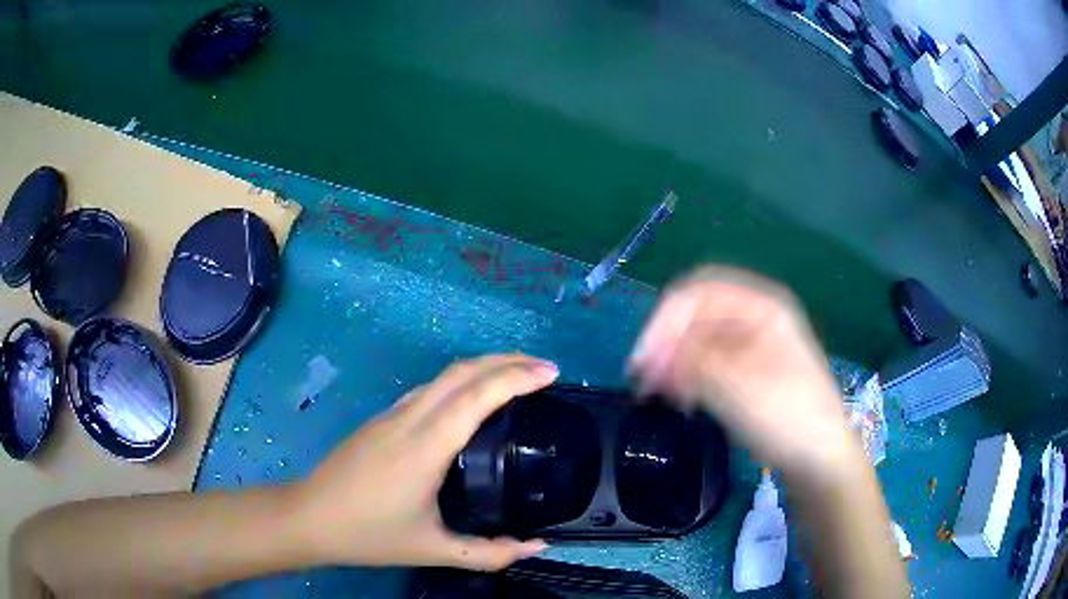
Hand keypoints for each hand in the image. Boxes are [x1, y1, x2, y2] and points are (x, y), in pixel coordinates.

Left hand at [291, 354, 557, 570]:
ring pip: (443, 375)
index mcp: (426, 446)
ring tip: (516, 376)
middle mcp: (410, 419)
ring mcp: (392, 414)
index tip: (551, 373)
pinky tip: (471, 400)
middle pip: (462, 371)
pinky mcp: (382, 419)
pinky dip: (461, 381)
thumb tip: (537, 547)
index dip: (517, 378)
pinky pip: (429, 388)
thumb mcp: (433, 550)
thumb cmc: (369, 533)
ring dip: (483, 367)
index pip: (477, 396)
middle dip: (507, 360)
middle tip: (544, 368)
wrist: (309, 517)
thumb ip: (489, 553)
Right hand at [628, 266, 860, 478]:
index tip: (642, 360)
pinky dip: (690, 377)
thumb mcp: (738, 385)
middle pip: (698, 315)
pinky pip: (711, 363)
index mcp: (761, 306)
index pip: (698, 293)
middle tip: (643, 379)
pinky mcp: (751, 374)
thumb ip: (692, 360)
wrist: (821, 460)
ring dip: (675, 361)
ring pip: (701, 340)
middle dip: (667, 342)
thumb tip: (653, 355)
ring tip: (657, 393)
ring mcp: (755, 346)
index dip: (665, 320)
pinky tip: (681, 399)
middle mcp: (757, 318)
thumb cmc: (788, 416)